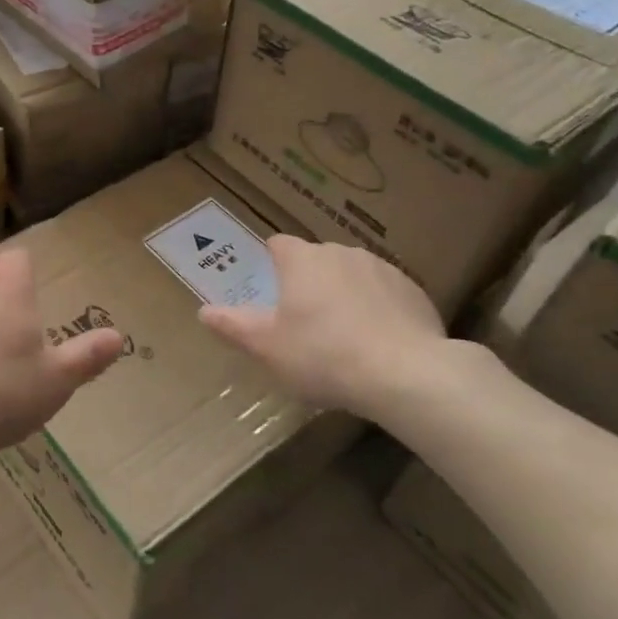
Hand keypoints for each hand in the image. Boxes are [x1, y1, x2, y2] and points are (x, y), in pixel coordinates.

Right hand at [198, 236, 450, 417]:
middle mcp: (341, 252)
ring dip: (344, 294)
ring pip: (352, 275)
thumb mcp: (267, 347)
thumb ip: (233, 326)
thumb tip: (203, 312)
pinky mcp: (413, 290)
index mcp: (302, 259)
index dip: (271, 263)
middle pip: (316, 260)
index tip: (271, 290)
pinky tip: (378, 343)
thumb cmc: (323, 355)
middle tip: (304, 323)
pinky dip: (377, 309)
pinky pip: (384, 293)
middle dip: (308, 283)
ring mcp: (382, 268)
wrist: (406, 374)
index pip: (279, 244)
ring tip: (343, 337)